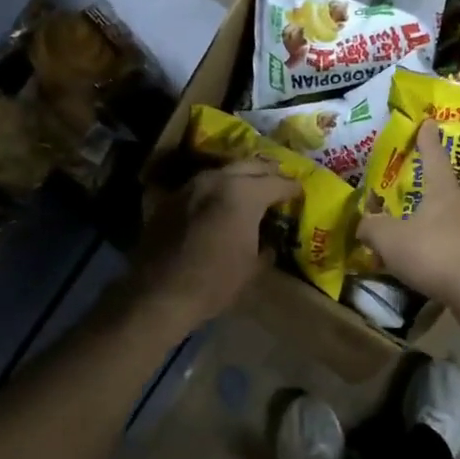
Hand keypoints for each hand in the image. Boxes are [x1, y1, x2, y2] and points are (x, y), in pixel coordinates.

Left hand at [131, 159, 299, 328]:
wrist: (159, 293)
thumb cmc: (215, 283)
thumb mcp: (252, 268)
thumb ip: (266, 246)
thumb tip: (268, 241)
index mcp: (244, 194)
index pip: (277, 182)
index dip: (292, 187)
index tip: (299, 192)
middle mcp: (217, 180)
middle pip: (249, 165)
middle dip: (267, 172)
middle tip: (278, 180)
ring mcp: (190, 186)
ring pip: (222, 171)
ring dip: (239, 177)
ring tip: (250, 188)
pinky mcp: (170, 198)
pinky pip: (200, 186)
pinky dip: (215, 190)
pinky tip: (219, 202)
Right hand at [356, 120, 459, 315]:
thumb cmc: (435, 252)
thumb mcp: (391, 240)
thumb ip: (373, 228)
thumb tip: (363, 223)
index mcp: (444, 191)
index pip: (435, 157)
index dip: (428, 141)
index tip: (430, 123)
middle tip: (447, 189)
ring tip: (444, 228)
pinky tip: (447, 262)